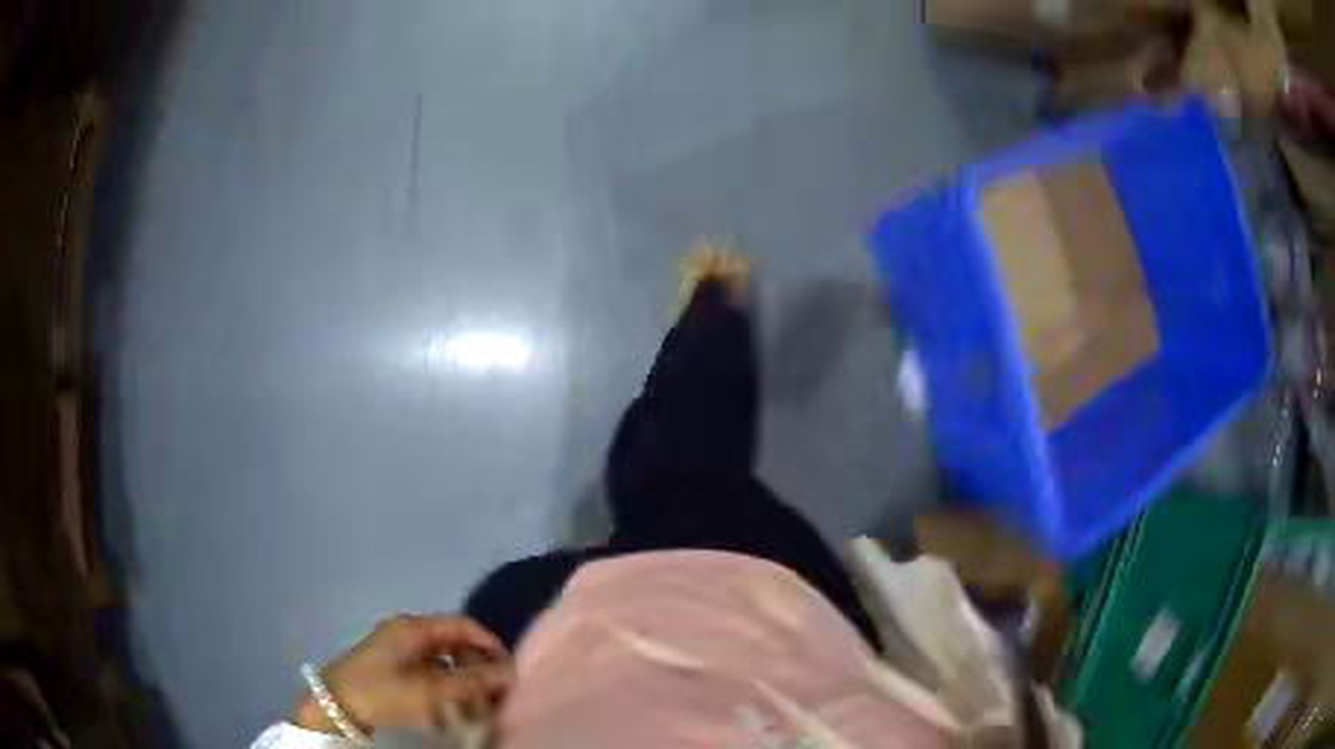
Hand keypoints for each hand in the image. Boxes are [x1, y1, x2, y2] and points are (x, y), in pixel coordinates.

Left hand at [294, 614, 511, 735]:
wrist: (335, 703)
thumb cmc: (382, 691)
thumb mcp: (429, 690)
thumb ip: (472, 681)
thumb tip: (512, 673)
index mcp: (414, 626)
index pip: (463, 624)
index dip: (491, 644)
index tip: (510, 670)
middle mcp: (407, 629)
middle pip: (454, 639)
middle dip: (478, 663)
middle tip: (494, 690)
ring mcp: (397, 645)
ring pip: (442, 655)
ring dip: (462, 675)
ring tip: (475, 699)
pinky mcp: (391, 662)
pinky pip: (428, 666)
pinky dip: (445, 681)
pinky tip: (450, 702)